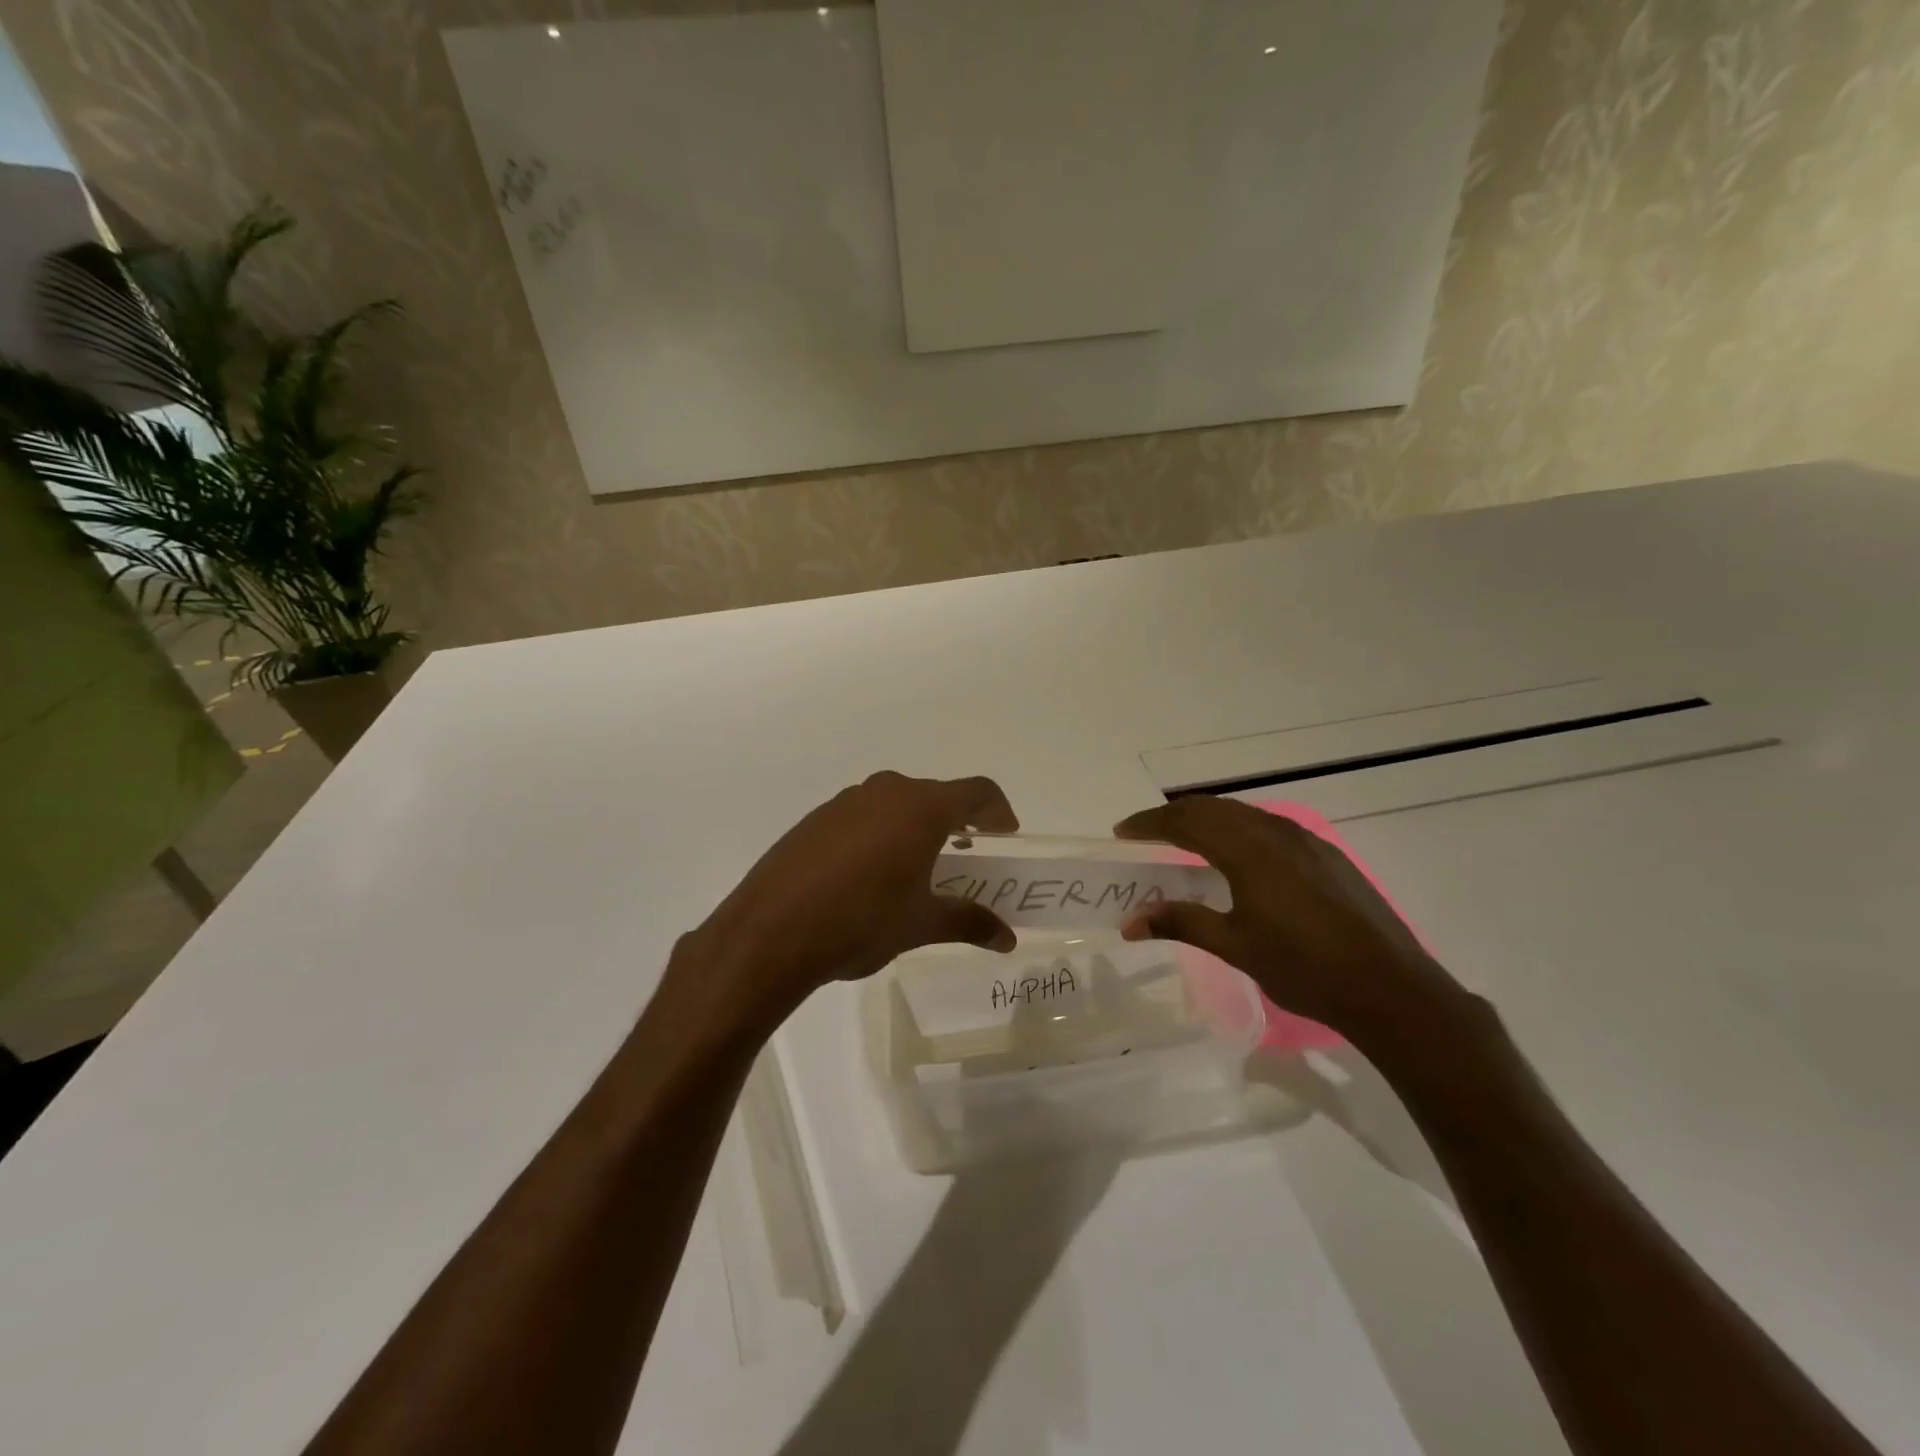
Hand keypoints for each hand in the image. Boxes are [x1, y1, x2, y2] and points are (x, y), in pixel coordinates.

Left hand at [671, 772, 1020, 1035]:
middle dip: (957, 823)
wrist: (769, 932)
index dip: (998, 811)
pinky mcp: (815, 819)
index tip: (1005, 837)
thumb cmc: (860, 921)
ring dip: (916, 828)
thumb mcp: (921, 924)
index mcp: (920, 808)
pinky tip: (869, 876)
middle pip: (935, 796)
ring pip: (896, 804)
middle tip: (966, 857)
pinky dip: (880, 835)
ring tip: (917, 870)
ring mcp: (845, 802)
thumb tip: (1007, 939)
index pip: (977, 791)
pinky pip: (862, 816)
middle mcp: (885, 792)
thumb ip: (969, 922)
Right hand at [1113, 797, 1465, 1047]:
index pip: (1186, 821)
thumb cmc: (1305, 968)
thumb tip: (1129, 922)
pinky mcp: (1326, 856)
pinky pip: (1268, 827)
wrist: (1391, 989)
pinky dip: (1237, 830)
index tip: (1122, 832)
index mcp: (1249, 850)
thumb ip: (1181, 923)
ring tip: (1184, 841)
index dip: (1149, 823)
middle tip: (1146, 834)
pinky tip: (1237, 858)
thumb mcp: (1235, 947)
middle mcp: (1276, 833)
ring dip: (1207, 820)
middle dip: (1174, 816)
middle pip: (1214, 808)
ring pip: (1243, 814)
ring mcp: (1306, 841)